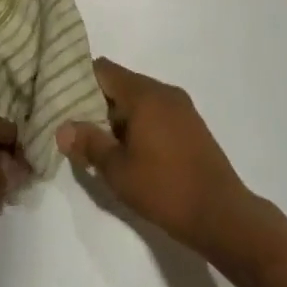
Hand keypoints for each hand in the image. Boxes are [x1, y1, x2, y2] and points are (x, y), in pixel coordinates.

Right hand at [57, 58, 260, 258]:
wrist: (224, 216)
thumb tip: (62, 128)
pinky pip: (157, 113)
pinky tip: (132, 153)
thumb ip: (89, 143)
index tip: (63, 100)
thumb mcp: (118, 170)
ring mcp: (182, 108)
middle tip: (78, 128)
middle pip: (121, 83)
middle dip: (98, 103)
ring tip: (101, 144)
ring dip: (119, 117)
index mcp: (144, 94)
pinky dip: (140, 124)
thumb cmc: (166, 189)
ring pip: (139, 100)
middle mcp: (164, 91)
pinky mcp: (193, 126)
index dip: (80, 81)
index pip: (103, 69)